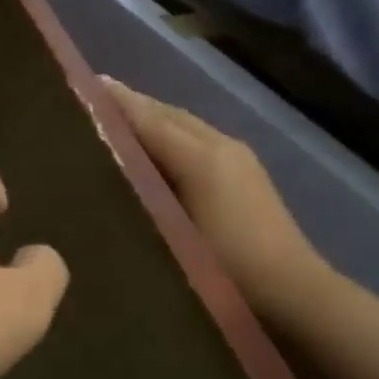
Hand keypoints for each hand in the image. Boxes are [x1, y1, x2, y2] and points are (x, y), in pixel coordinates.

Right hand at [101, 78, 329, 322]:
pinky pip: (197, 139)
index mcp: (202, 157)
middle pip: (169, 114)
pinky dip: (170, 133)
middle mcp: (221, 145)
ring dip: (152, 117)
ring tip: (117, 118)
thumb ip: (142, 189)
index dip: (119, 104)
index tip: (87, 85)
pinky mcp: (246, 173)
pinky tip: (155, 147)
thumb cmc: (225, 267)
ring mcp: (238, 157)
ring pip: (185, 125)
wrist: (291, 293)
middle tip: (95, 99)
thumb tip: (109, 163)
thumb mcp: (174, 230)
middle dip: (133, 104)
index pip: (150, 120)